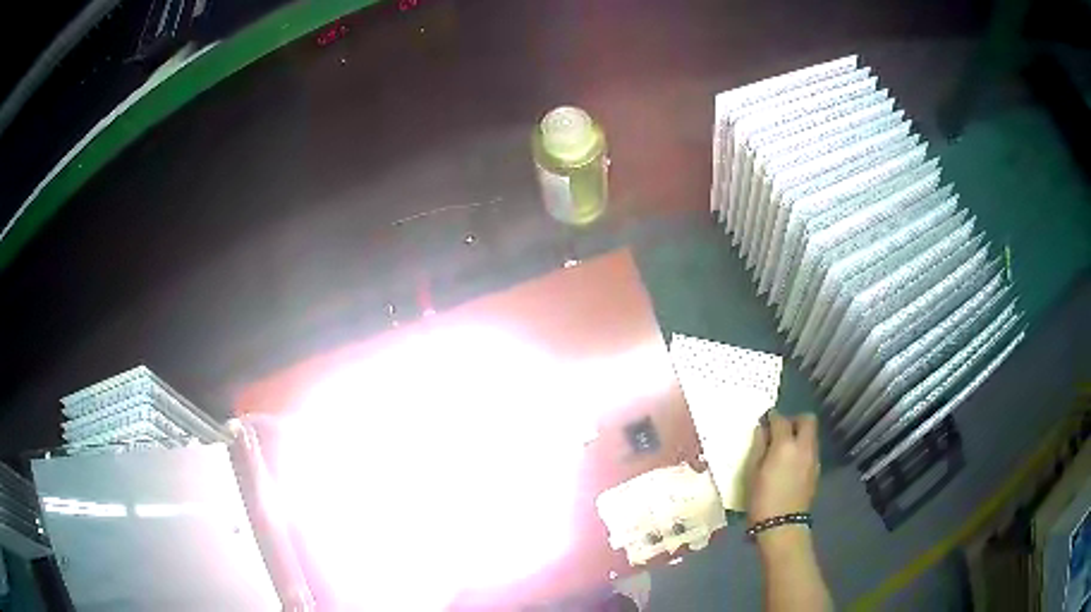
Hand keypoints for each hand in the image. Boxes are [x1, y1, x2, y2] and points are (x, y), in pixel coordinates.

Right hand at [746, 410, 819, 524]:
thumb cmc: (761, 499)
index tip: (763, 421)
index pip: (781, 419)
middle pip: (807, 420)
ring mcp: (813, 458)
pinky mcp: (816, 470)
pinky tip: (790, 464)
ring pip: (811, 435)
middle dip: (794, 420)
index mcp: (785, 445)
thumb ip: (758, 447)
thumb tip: (762, 430)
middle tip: (779, 431)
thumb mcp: (751, 472)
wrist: (783, 526)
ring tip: (783, 449)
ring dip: (799, 435)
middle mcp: (804, 447)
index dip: (771, 417)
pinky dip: (802, 449)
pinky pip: (811, 449)